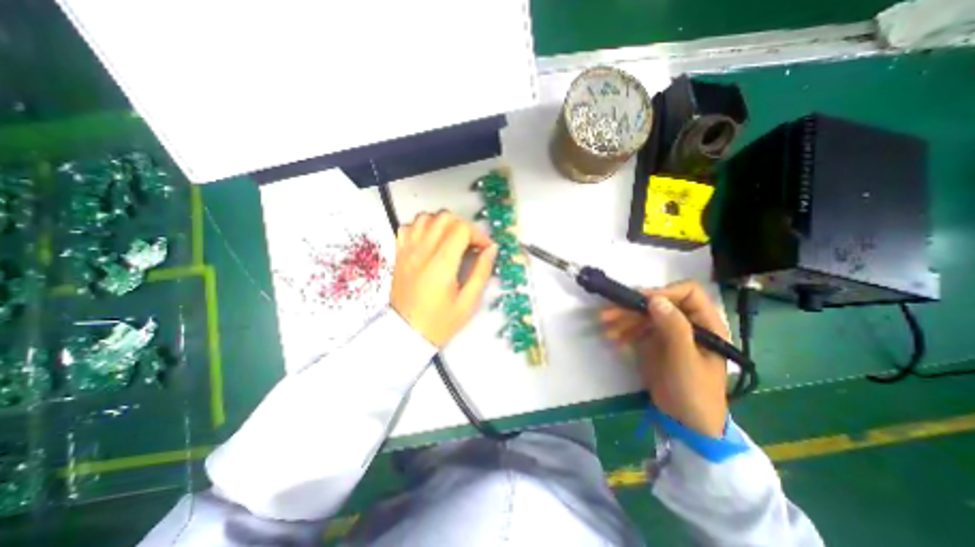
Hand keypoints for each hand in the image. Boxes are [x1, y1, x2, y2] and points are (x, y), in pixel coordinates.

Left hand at [390, 209, 496, 346]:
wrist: (407, 334)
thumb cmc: (440, 321)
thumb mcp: (468, 302)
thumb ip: (481, 272)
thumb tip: (491, 249)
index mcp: (442, 263)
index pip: (461, 229)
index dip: (478, 234)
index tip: (484, 249)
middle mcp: (423, 251)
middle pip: (444, 217)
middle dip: (463, 226)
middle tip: (470, 244)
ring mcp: (407, 250)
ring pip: (426, 217)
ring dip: (442, 224)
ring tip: (451, 240)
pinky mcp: (399, 254)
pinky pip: (409, 227)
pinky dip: (422, 227)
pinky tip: (430, 241)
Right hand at [600, 281, 725, 437]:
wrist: (685, 423)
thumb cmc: (694, 391)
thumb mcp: (685, 360)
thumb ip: (674, 328)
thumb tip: (655, 299)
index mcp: (705, 323)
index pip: (687, 293)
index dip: (664, 292)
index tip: (641, 301)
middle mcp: (686, 323)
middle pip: (658, 303)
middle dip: (633, 307)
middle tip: (608, 313)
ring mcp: (668, 333)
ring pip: (643, 315)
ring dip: (623, 318)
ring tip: (605, 326)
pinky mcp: (653, 343)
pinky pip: (636, 329)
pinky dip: (623, 331)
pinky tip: (612, 338)